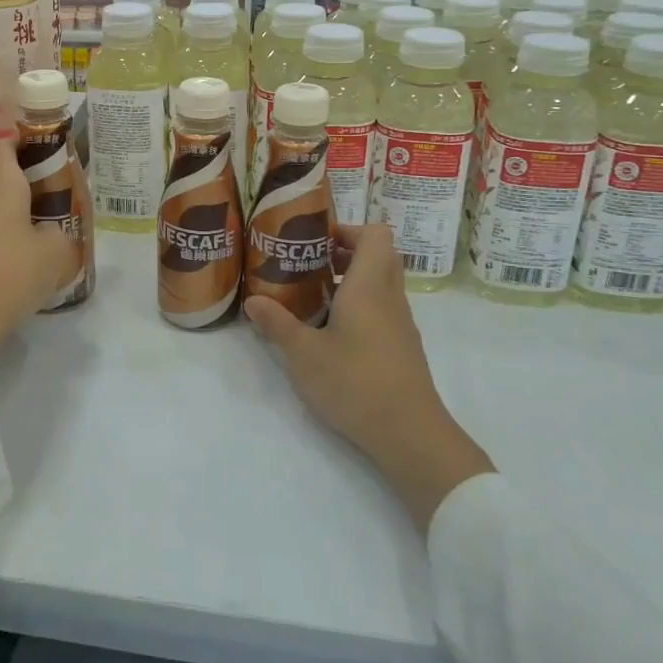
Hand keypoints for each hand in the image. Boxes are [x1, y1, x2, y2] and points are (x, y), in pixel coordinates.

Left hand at [0, 129, 77, 377]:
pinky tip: (20, 248)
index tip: (46, 145)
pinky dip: (1, 226)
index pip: (5, 142)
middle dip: (24, 174)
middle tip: (54, 186)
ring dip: (12, 202)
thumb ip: (61, 232)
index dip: (24, 138)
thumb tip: (51, 233)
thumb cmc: (13, 273)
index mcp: (1, 183)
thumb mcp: (56, 252)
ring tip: (41, 217)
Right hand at [245, 224, 494, 527]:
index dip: (348, 229)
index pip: (375, 234)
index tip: (317, 241)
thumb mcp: (303, 354)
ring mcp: (401, 323)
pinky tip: (332, 331)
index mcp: (369, 286)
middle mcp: (390, 297)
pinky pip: (383, 309)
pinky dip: (361, 306)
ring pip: (383, 283)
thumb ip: (277, 324)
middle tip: (311, 264)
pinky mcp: (403, 347)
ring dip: (353, 280)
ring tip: (314, 296)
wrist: (409, 434)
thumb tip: (253, 302)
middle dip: (346, 252)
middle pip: (380, 255)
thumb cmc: (354, 382)